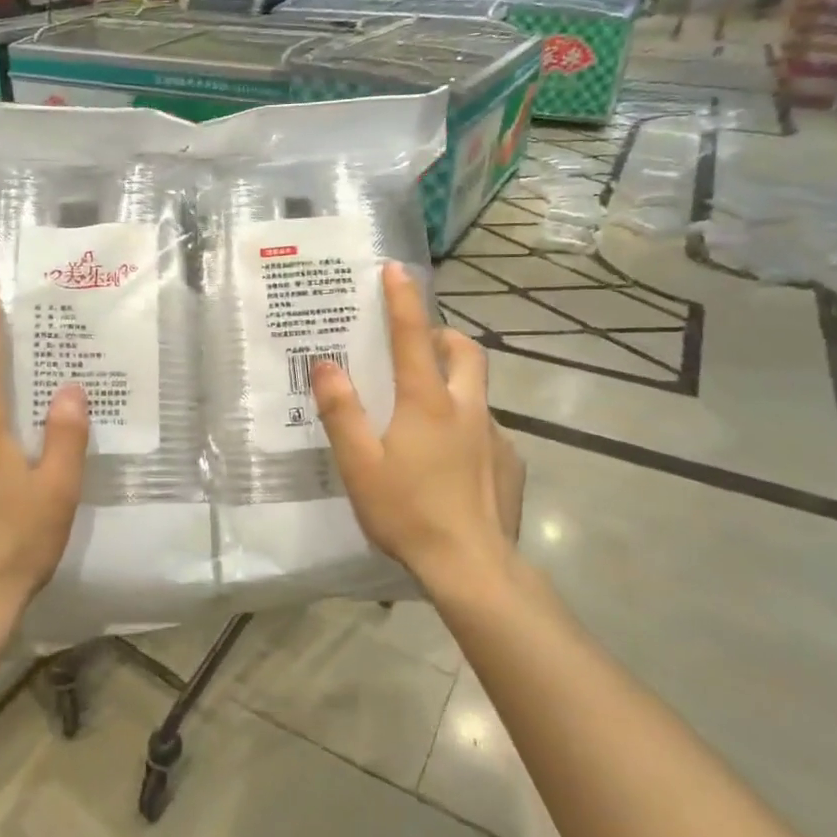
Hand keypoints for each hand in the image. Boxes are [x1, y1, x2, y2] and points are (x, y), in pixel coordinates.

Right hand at [311, 263, 526, 596]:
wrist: (474, 567)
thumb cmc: (408, 511)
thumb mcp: (359, 463)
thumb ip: (341, 411)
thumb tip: (325, 364)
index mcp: (427, 402)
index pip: (413, 336)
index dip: (403, 299)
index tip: (396, 269)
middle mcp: (467, 408)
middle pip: (465, 351)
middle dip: (444, 335)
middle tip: (420, 346)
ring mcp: (496, 436)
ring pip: (477, 392)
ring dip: (455, 385)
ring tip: (426, 417)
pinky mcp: (511, 464)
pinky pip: (487, 431)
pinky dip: (467, 429)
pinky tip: (450, 465)